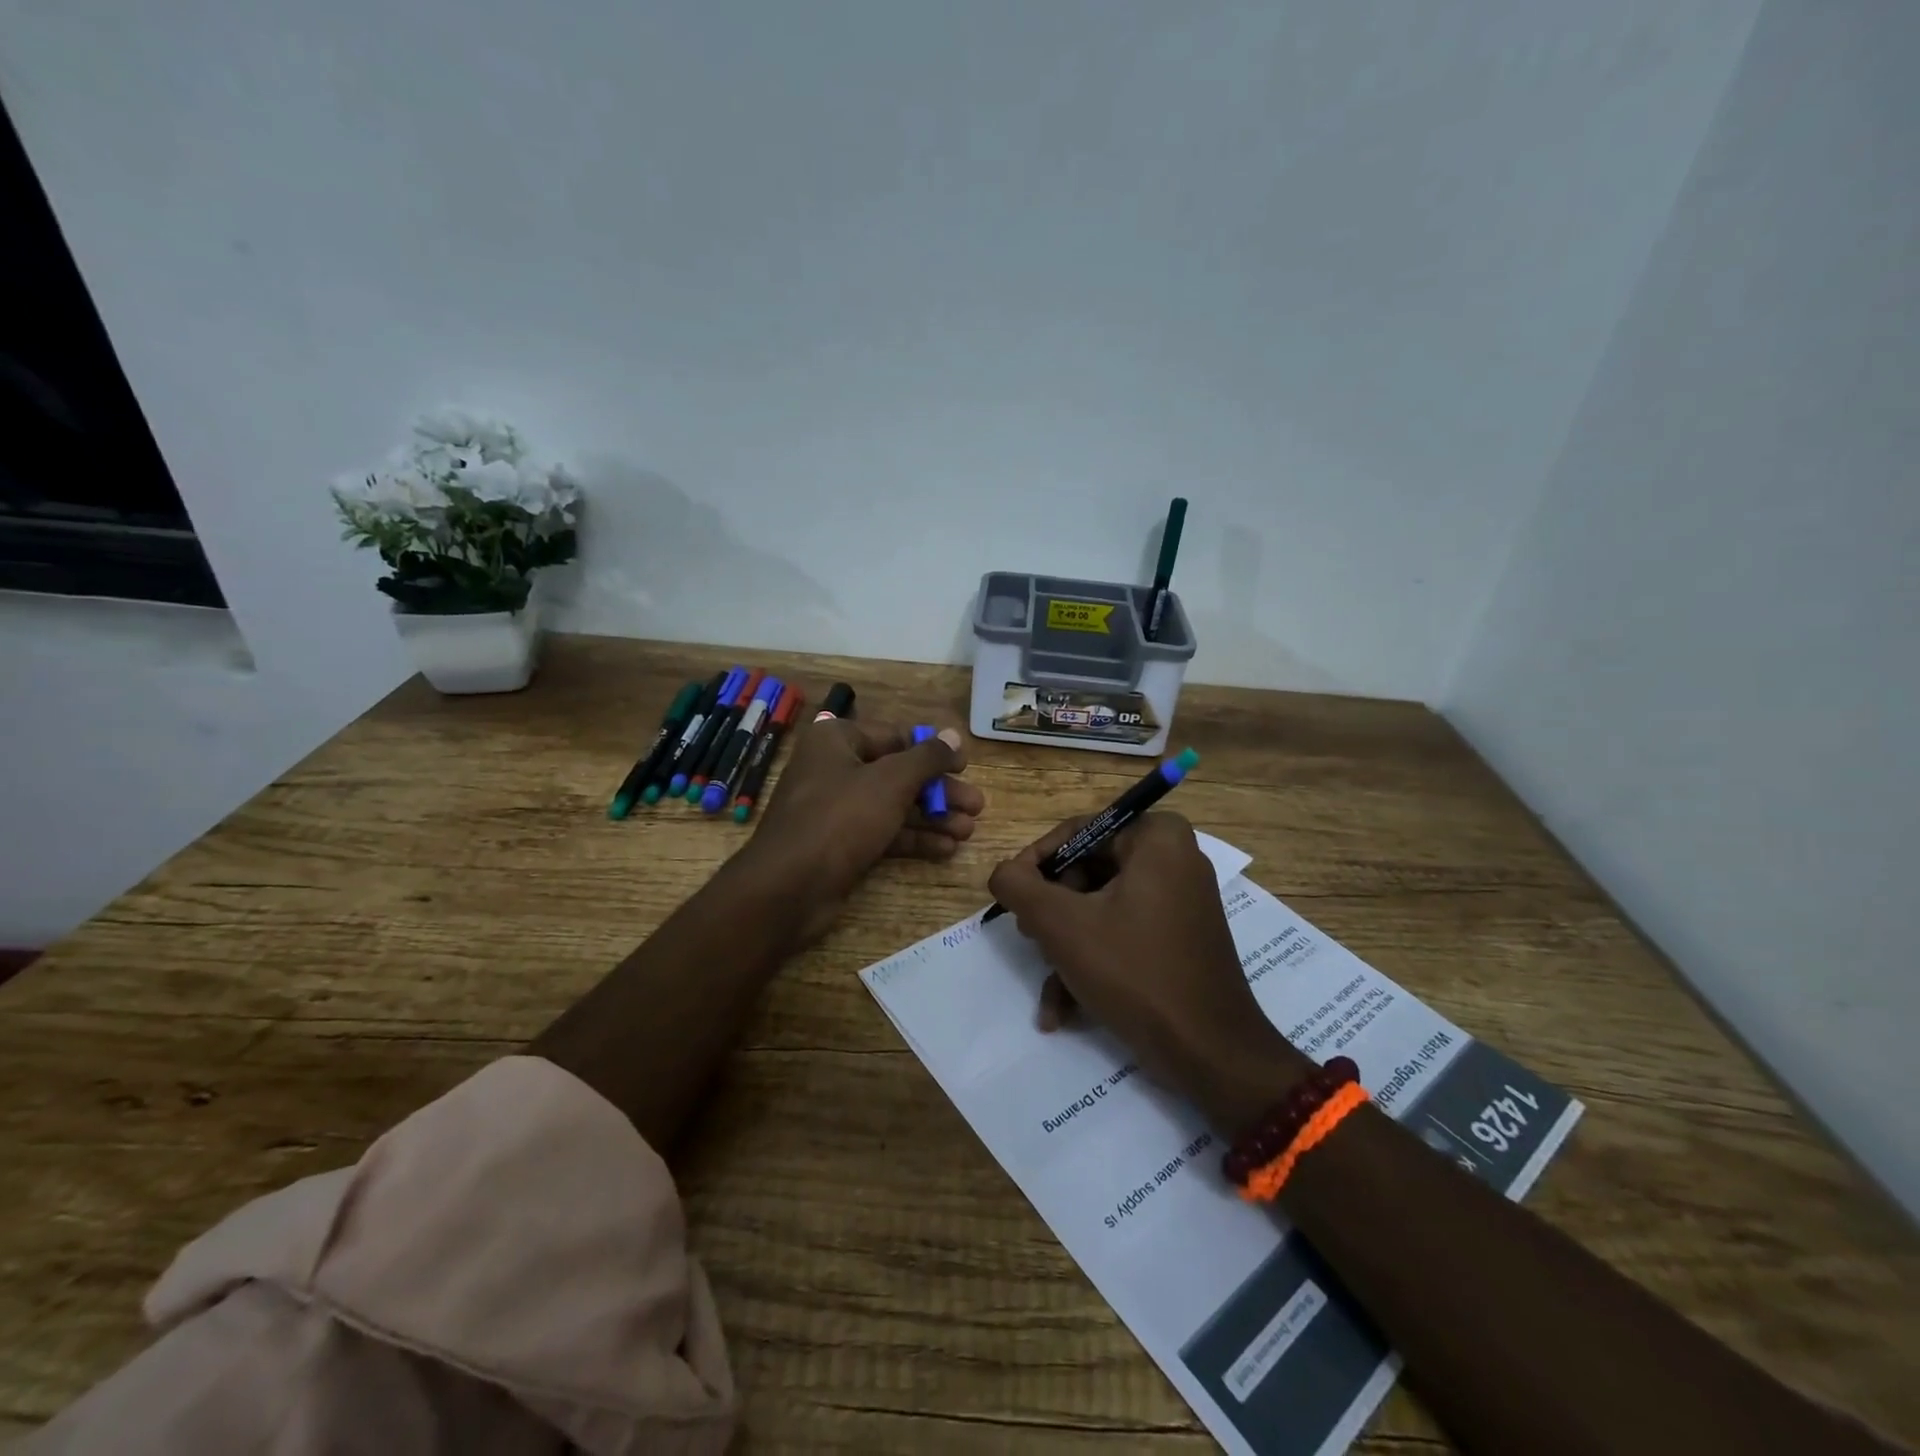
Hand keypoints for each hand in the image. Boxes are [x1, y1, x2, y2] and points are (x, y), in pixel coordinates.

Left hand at [733, 717, 984, 945]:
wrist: (788, 889)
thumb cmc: (841, 819)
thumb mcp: (891, 782)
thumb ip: (927, 757)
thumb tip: (954, 735)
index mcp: (837, 740)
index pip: (895, 736)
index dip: (933, 750)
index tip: (966, 766)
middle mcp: (834, 768)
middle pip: (898, 773)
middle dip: (939, 791)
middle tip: (977, 806)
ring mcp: (836, 809)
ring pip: (894, 805)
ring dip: (933, 817)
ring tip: (969, 830)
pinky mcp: (840, 844)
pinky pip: (883, 832)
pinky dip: (914, 838)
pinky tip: (947, 849)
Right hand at [986, 812, 1309, 1131]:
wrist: (1210, 1053)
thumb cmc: (1134, 972)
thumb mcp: (1062, 925)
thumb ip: (1020, 886)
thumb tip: (1002, 872)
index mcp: (1157, 837)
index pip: (1077, 832)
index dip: (1036, 863)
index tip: (1010, 897)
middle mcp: (1174, 858)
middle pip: (1088, 871)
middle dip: (1052, 913)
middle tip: (1029, 939)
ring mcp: (1181, 900)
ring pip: (1101, 908)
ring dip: (1066, 947)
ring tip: (1048, 987)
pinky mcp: (1181, 937)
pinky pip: (1124, 932)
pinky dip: (1093, 962)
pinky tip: (1065, 1008)